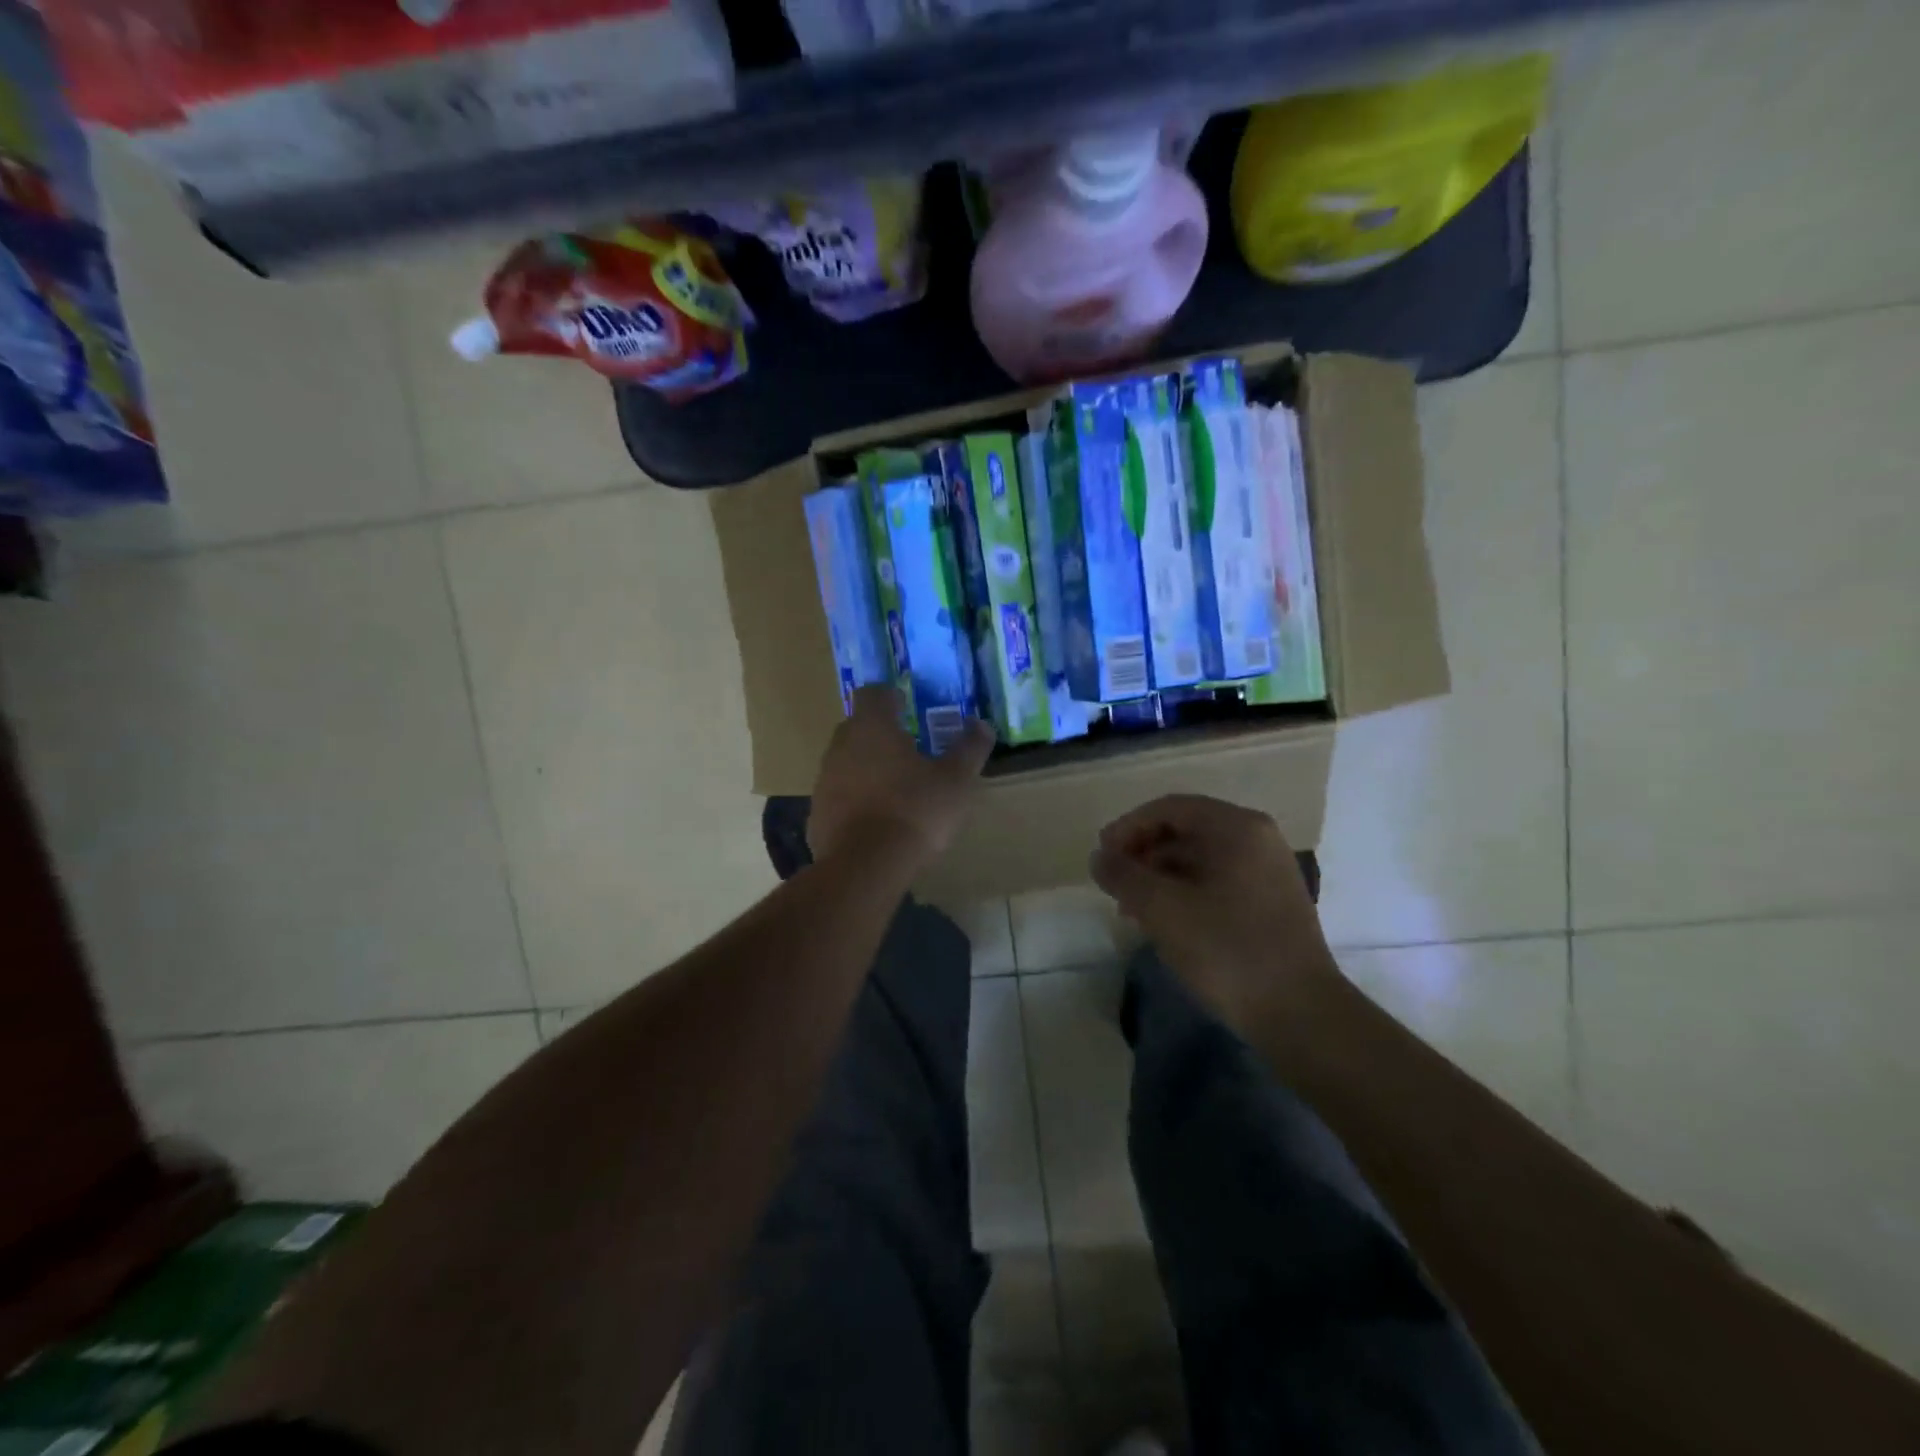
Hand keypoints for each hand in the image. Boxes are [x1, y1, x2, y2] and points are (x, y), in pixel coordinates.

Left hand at [809, 686, 994, 870]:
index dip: (890, 696)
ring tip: (896, 789)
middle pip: (858, 726)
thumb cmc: (915, 811)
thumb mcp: (956, 780)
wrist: (865, 867)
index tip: (908, 708)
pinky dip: (856, 800)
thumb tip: (981, 724)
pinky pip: (839, 796)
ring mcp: (824, 780)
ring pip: (846, 762)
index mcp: (872, 727)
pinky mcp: (817, 814)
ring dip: (867, 767)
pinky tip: (878, 821)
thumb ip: (970, 748)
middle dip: (881, 733)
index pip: (872, 693)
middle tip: (909, 749)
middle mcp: (841, 746)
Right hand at [1091, 794, 1338, 1032]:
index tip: (1102, 857)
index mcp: (1237, 828)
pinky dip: (1184, 892)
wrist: (1299, 1015)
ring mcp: (1268, 871)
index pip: (1169, 809)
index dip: (1128, 828)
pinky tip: (1164, 922)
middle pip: (1185, 830)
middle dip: (1143, 854)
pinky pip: (1217, 880)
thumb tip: (1099, 857)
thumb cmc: (1227, 950)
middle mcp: (1257, 838)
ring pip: (1200, 858)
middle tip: (1114, 886)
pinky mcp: (1271, 902)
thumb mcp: (1162, 909)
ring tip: (1132, 910)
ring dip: (1160, 876)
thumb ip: (1123, 875)